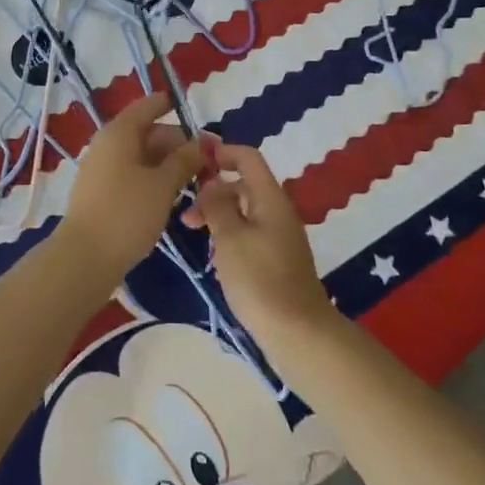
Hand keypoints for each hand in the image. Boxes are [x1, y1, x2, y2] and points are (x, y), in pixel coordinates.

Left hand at [62, 93, 203, 279]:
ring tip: (196, 181)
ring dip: (169, 164)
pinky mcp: (102, 192)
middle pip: (148, 132)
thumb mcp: (163, 184)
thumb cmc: (127, 213)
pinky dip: (154, 179)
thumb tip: (203, 143)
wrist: (84, 258)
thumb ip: (185, 160)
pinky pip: (133, 174)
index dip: (173, 105)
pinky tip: (172, 196)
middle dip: (179, 144)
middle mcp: (108, 144)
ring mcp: (102, 169)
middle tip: (209, 163)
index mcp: (120, 132)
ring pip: (142, 156)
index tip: (198, 114)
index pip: (149, 106)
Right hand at [180, 143, 339, 353]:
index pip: (248, 158)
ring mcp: (280, 236)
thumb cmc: (259, 279)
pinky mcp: (277, 258)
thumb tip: (212, 185)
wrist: (296, 331)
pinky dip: (230, 233)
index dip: (222, 153)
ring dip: (219, 214)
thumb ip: (217, 205)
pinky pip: (250, 231)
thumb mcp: (229, 237)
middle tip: (187, 214)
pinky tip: (215, 254)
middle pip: (244, 184)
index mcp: (270, 198)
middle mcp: (278, 210)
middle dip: (213, 190)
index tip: (194, 162)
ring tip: (195, 234)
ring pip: (245, 210)